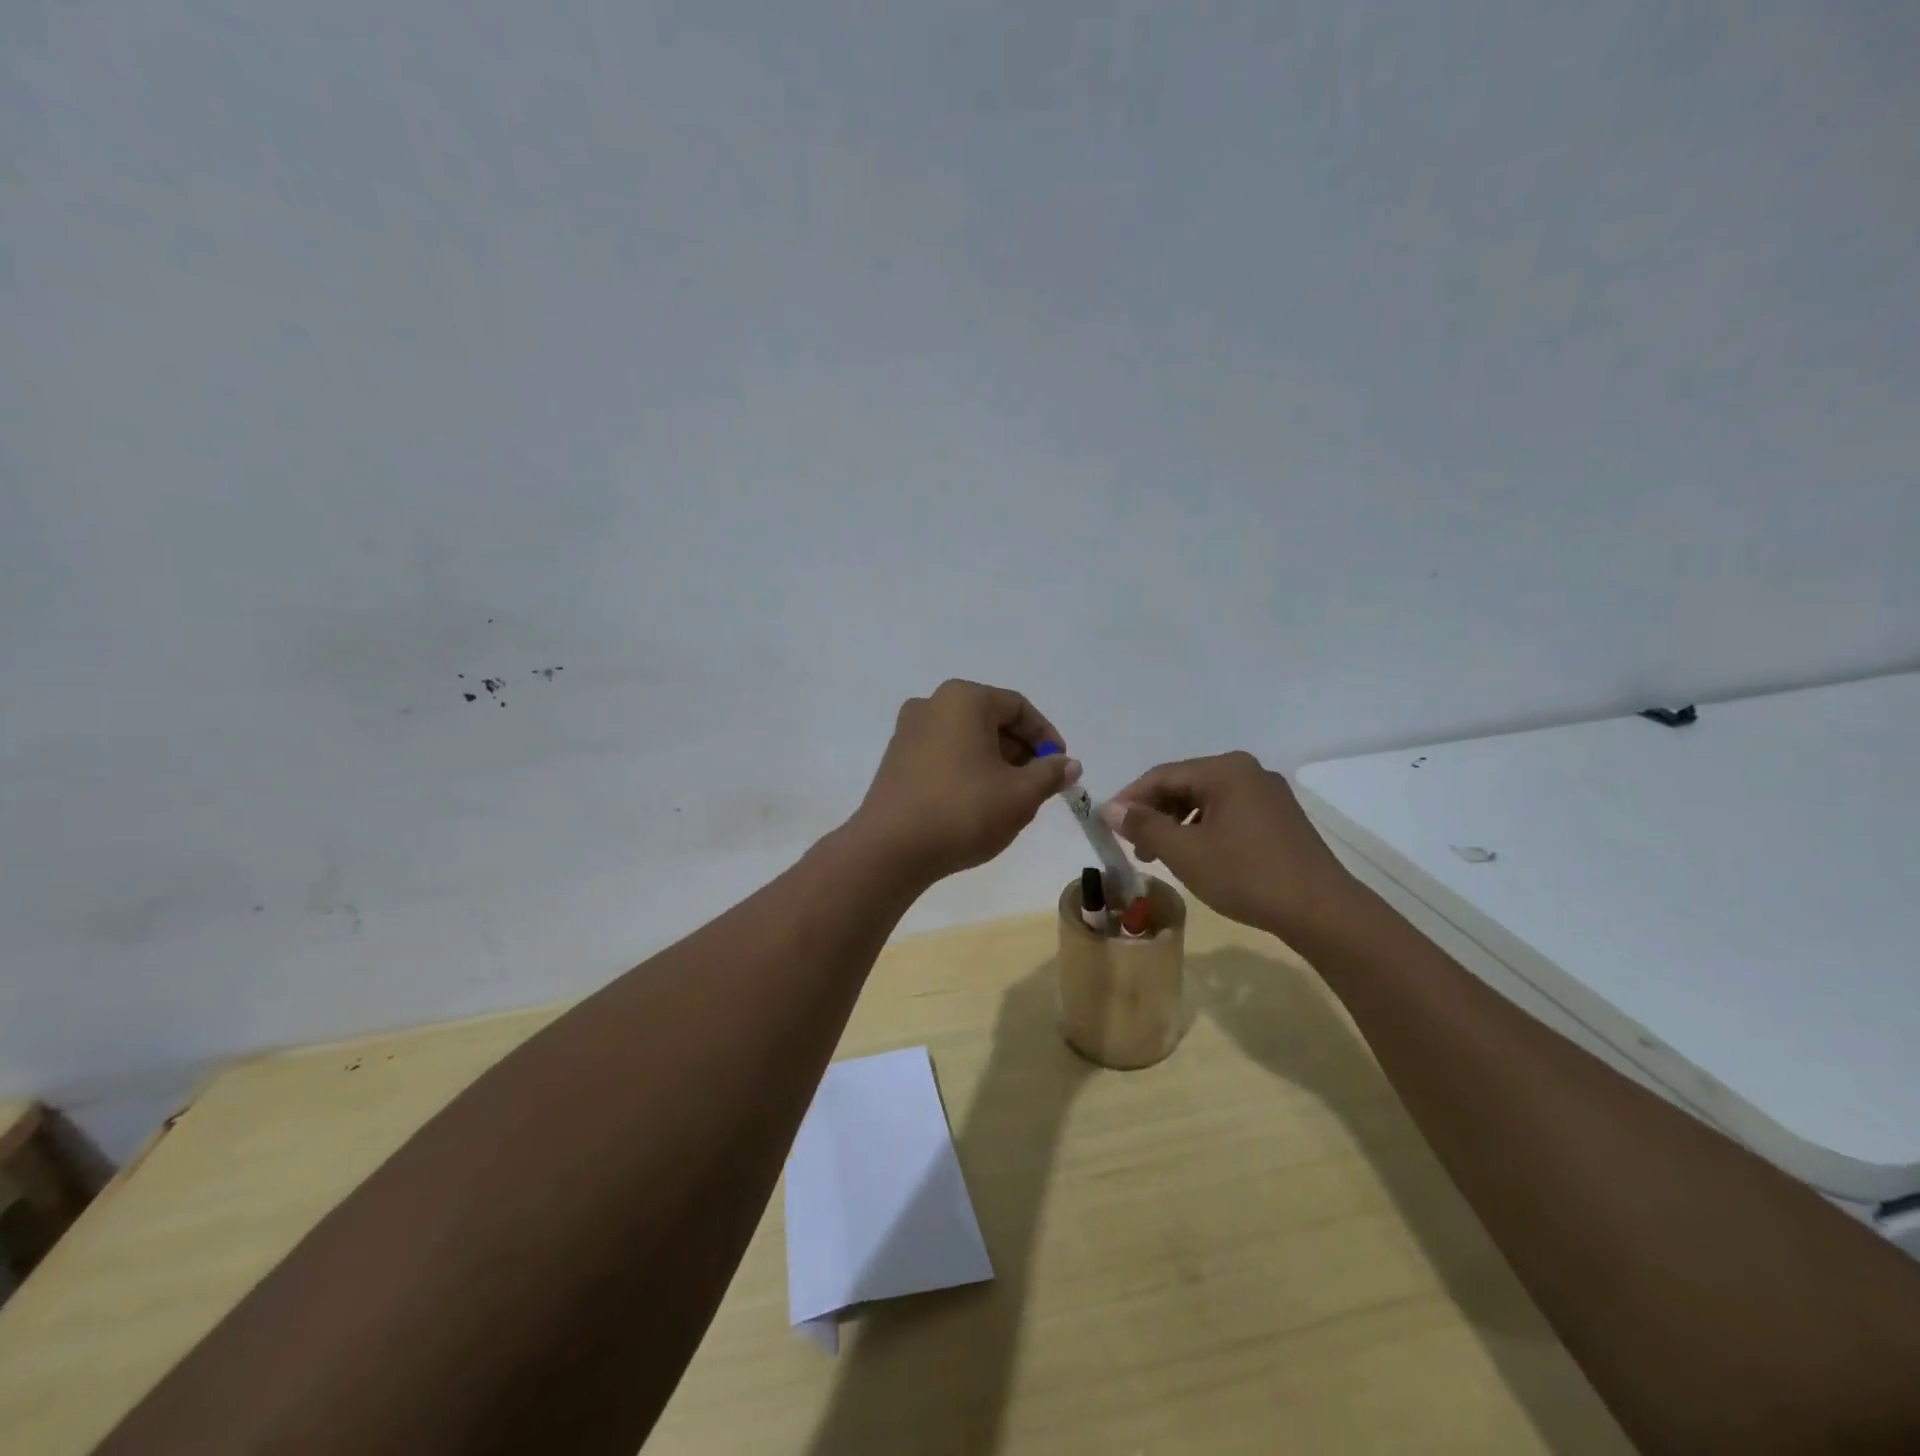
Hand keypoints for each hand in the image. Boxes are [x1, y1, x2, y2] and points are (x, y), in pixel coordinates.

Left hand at [852, 680, 1081, 881]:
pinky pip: (944, 755)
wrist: (890, 849)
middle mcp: (932, 704)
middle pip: (991, 720)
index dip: (1046, 737)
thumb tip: (1069, 764)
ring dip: (996, 764)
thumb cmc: (963, 810)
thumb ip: (1050, 774)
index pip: (1018, 707)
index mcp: (963, 698)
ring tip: (1012, 800)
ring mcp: (908, 731)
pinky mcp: (896, 760)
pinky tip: (977, 804)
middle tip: (1039, 786)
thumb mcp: (1020, 794)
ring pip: (967, 739)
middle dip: (1021, 752)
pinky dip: (968, 771)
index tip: (1061, 767)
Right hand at [1101, 751, 1353, 936]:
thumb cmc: (1246, 875)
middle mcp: (1248, 771)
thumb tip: (1110, 809)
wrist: (1321, 911)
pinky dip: (1204, 830)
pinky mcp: (1279, 818)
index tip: (1108, 824)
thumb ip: (1143, 825)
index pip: (1162, 775)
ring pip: (1206, 801)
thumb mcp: (1185, 852)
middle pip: (1185, 785)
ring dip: (1177, 825)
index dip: (1130, 799)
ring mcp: (1268, 794)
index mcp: (1225, 769)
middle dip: (1154, 814)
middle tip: (1135, 847)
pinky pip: (1228, 813)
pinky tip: (1197, 856)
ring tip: (1161, 856)